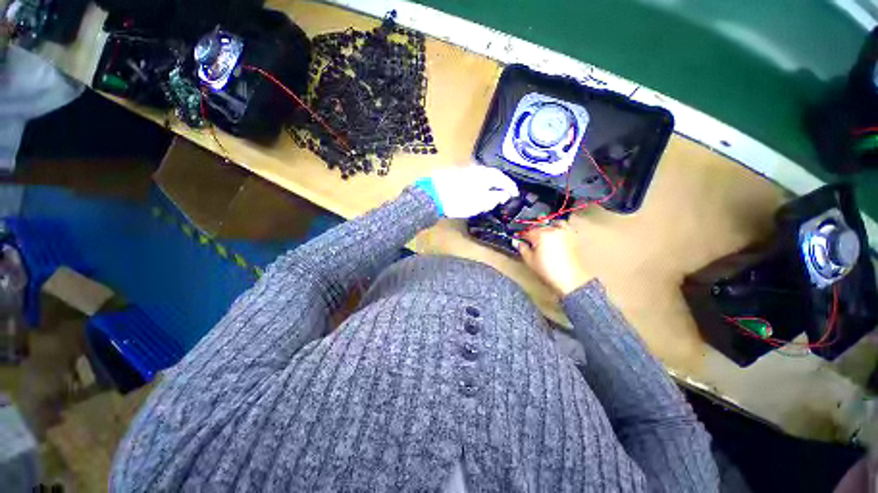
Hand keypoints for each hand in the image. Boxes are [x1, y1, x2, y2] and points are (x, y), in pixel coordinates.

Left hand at [415, 165, 518, 218]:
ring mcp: (464, 169)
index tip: (516, 194)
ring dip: (488, 184)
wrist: (432, 196)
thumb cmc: (459, 201)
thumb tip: (504, 195)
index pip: (503, 179)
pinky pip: (472, 178)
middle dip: (499, 185)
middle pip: (492, 175)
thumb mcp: (480, 203)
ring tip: (490, 194)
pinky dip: (477, 184)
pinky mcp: (454, 173)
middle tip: (504, 194)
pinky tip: (475, 190)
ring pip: (482, 176)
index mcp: (485, 174)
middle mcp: (476, 168)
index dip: (511, 187)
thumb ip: (494, 198)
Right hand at [516, 222, 593, 295]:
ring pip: (549, 225)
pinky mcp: (571, 236)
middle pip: (538, 228)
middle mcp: (552, 230)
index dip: (522, 237)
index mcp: (540, 235)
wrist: (570, 279)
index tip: (520, 241)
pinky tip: (554, 232)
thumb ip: (523, 249)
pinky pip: (562, 225)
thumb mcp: (530, 261)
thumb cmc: (548, 271)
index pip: (527, 233)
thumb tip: (519, 243)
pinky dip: (557, 226)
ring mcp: (563, 232)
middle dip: (533, 234)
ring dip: (544, 229)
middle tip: (530, 242)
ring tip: (542, 237)